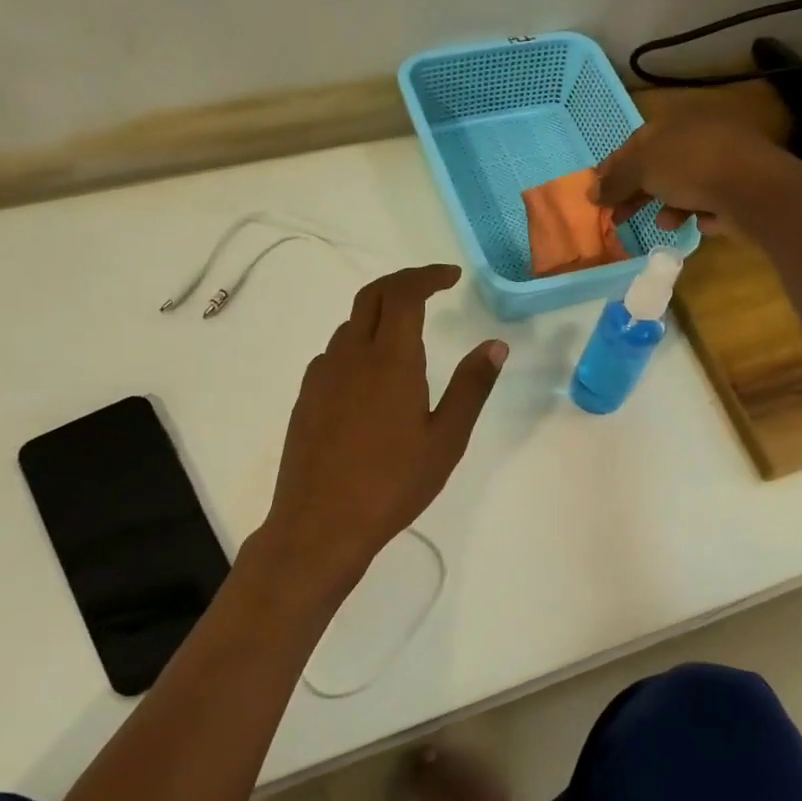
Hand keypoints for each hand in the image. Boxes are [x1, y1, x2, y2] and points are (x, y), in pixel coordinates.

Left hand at [261, 265, 505, 589]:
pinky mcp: (306, 398)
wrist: (320, 524)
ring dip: (379, 315)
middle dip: (402, 282)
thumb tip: (495, 346)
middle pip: (371, 296)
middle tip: (431, 288)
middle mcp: (350, 356)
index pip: (404, 293)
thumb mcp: (446, 439)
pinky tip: (372, 377)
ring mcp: (322, 376)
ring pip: (350, 325)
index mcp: (389, 359)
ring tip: (407, 335)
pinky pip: (335, 354)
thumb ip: (471, 387)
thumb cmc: (393, 484)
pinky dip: (358, 345)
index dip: (428, 276)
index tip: (452, 276)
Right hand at [593, 115, 801, 233]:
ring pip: (684, 185)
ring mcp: (722, 161)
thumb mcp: (643, 168)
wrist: (754, 187)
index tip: (598, 194)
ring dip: (668, 206)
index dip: (614, 168)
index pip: (636, 143)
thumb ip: (615, 180)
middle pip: (658, 166)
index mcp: (675, 122)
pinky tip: (697, 224)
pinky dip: (698, 213)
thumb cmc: (691, 167)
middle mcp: (700, 136)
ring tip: (664, 223)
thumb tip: (591, 192)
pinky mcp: (739, 188)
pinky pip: (710, 202)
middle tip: (619, 217)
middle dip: (637, 192)